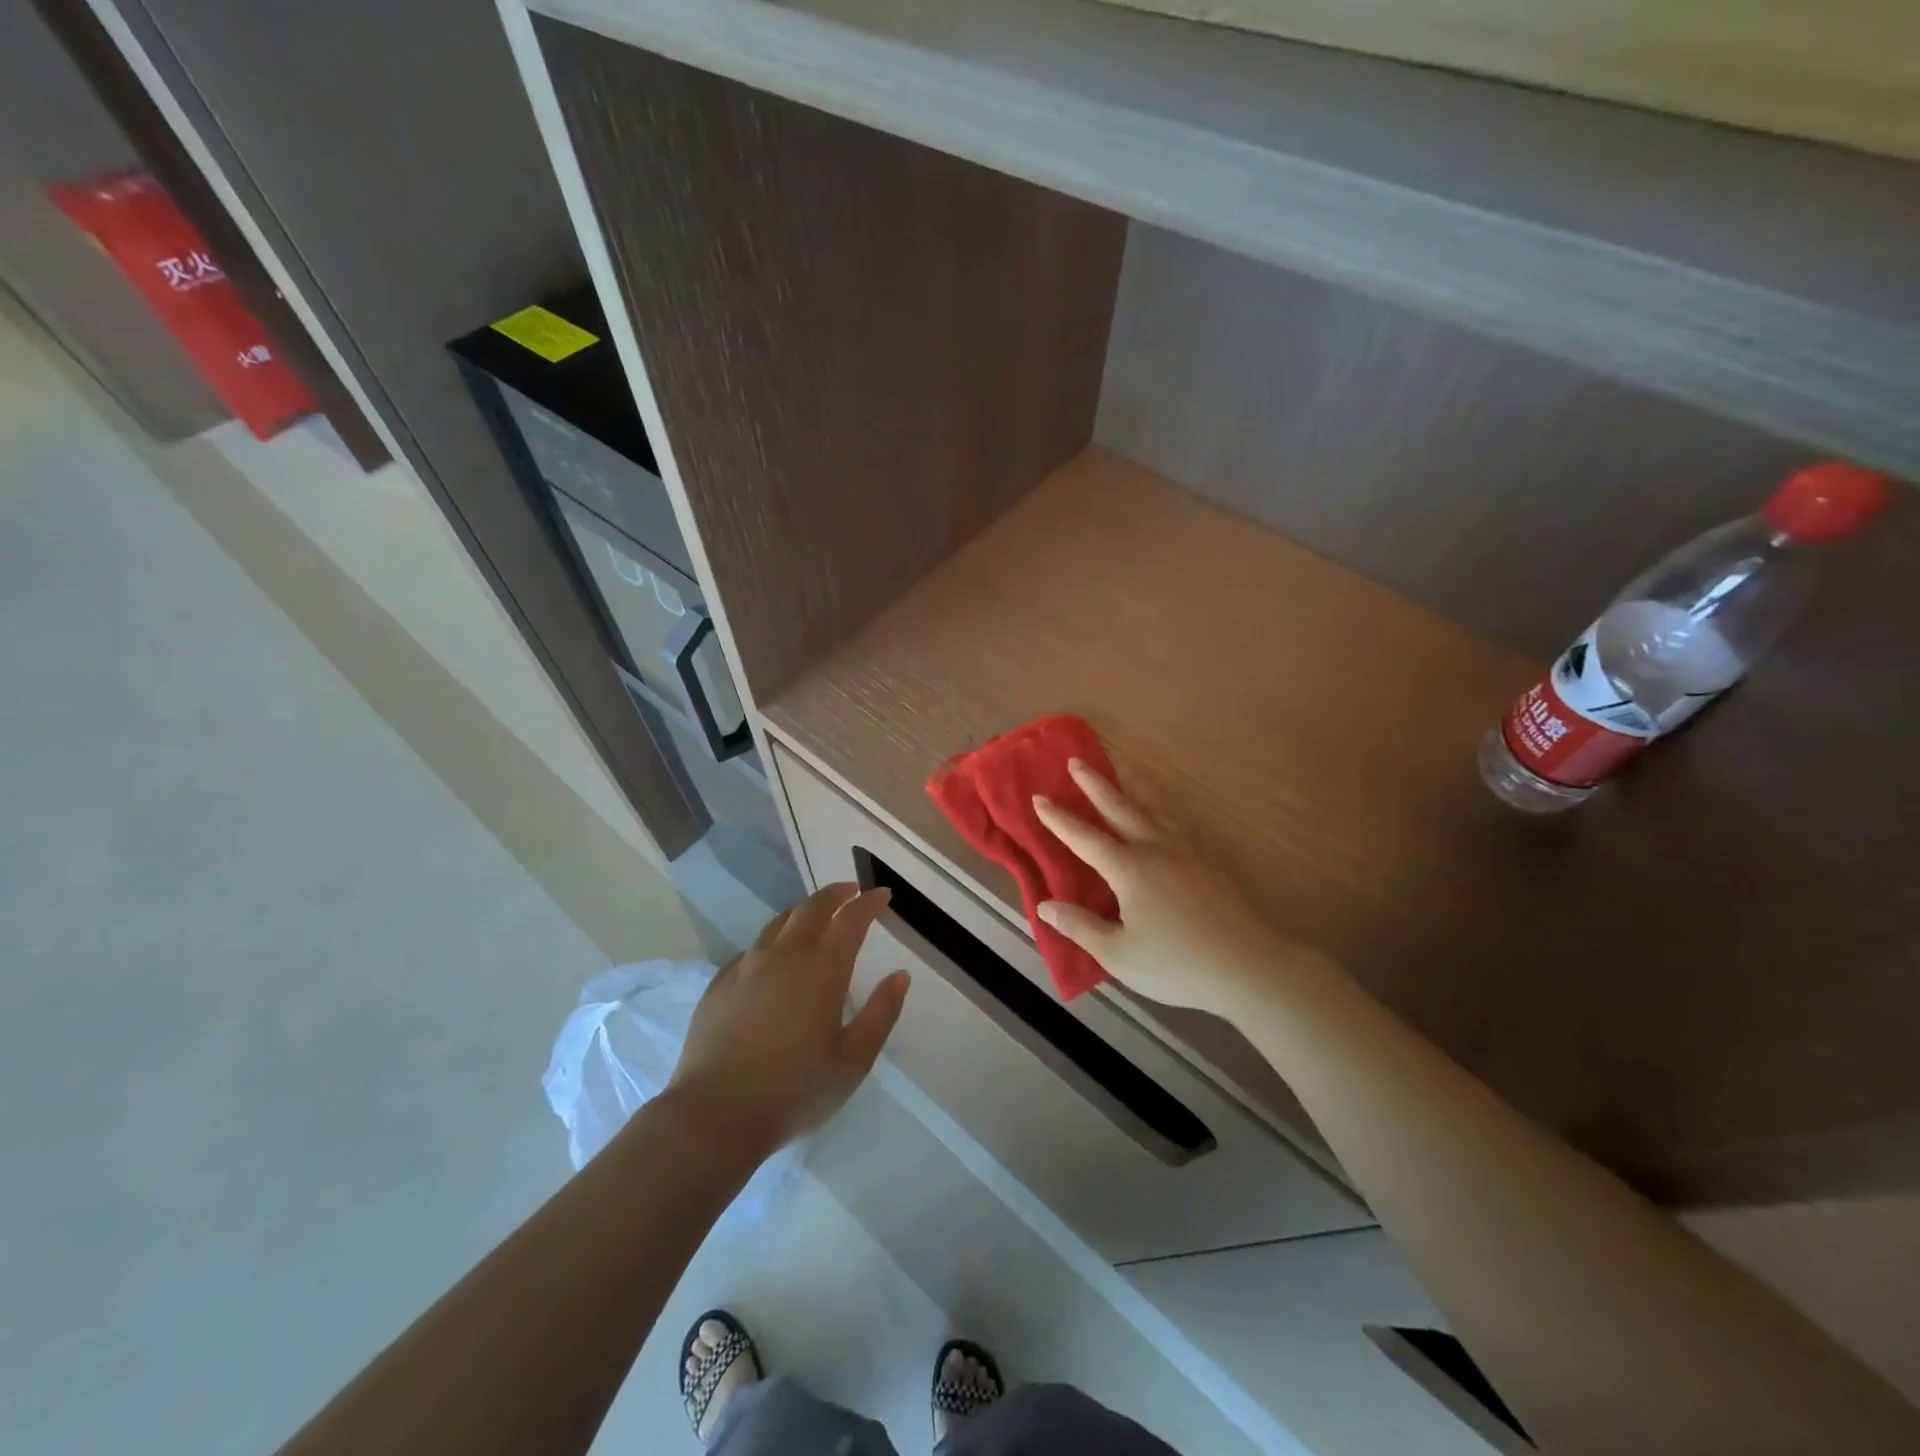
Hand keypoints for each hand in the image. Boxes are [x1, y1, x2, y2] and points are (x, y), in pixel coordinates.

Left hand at [667, 883, 908, 1159]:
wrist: (714, 1116)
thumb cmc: (794, 1091)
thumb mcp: (853, 1061)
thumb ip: (881, 1013)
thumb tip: (900, 976)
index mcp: (822, 969)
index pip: (851, 920)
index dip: (869, 903)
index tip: (883, 895)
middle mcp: (784, 956)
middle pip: (812, 908)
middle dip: (836, 894)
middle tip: (852, 891)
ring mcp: (747, 966)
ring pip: (779, 923)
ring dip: (804, 912)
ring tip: (816, 917)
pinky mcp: (720, 984)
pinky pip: (752, 948)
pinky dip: (773, 941)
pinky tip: (774, 958)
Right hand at [1033, 761, 1323, 1018]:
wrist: (1246, 965)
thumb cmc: (1176, 964)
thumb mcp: (1118, 954)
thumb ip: (1080, 927)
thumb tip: (1045, 905)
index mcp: (1128, 869)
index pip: (1084, 837)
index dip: (1059, 819)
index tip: (1039, 797)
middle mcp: (1155, 848)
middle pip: (1120, 807)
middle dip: (1094, 784)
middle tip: (1076, 760)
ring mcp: (1185, 850)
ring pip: (1153, 807)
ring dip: (1132, 785)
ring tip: (1123, 768)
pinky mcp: (1207, 860)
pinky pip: (1176, 820)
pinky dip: (1160, 806)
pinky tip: (1162, 811)